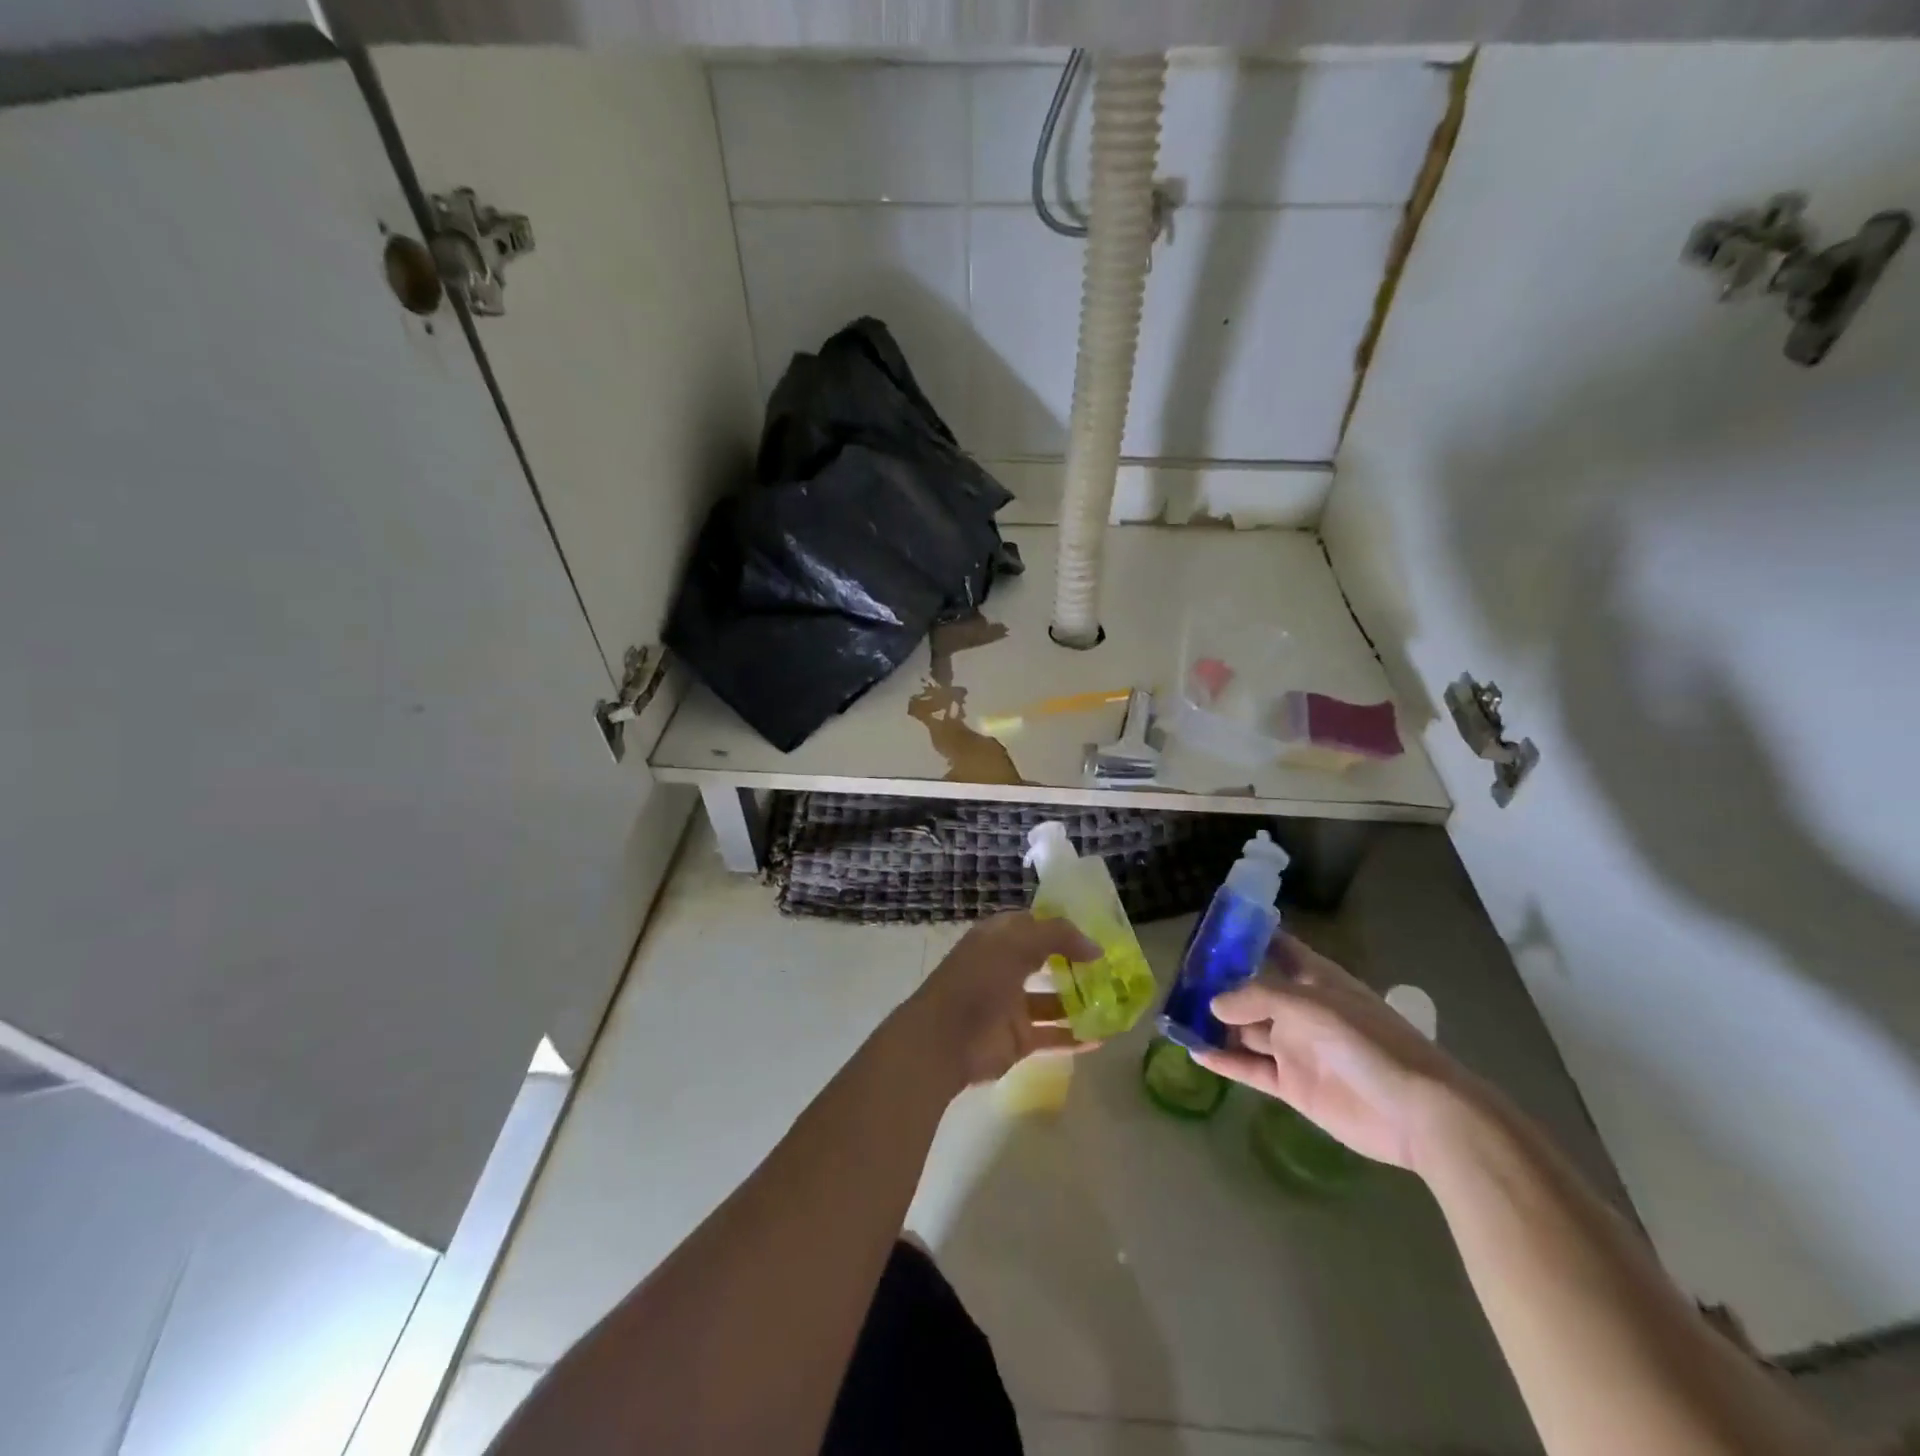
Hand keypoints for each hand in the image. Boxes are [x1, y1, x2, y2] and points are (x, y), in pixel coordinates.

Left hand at [895, 912, 1101, 1089]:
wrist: (943, 1040)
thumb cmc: (977, 981)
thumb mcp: (1016, 944)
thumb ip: (1058, 937)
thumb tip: (1095, 947)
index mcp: (998, 939)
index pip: (1035, 924)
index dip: (1063, 926)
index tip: (1098, 931)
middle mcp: (1005, 967)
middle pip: (1046, 961)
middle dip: (1077, 963)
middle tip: (1114, 967)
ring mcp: (1011, 1005)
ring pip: (1053, 1000)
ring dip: (1080, 1001)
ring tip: (1116, 1001)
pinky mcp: (1017, 1038)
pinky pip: (1052, 1036)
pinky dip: (1075, 1037)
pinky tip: (1103, 1038)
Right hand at [1192, 936, 1466, 1169]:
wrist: (1417, 1113)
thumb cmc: (1369, 1043)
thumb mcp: (1312, 1006)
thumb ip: (1258, 998)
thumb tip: (1213, 1003)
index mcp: (1315, 980)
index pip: (1276, 947)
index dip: (1246, 935)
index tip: (1209, 928)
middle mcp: (1301, 1010)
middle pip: (1252, 990)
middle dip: (1219, 983)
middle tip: (1177, 977)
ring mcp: (1296, 1048)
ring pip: (1246, 1030)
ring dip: (1216, 1023)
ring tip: (1175, 1014)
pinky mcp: (1293, 1085)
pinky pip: (1250, 1069)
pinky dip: (1224, 1061)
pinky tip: (1194, 1051)